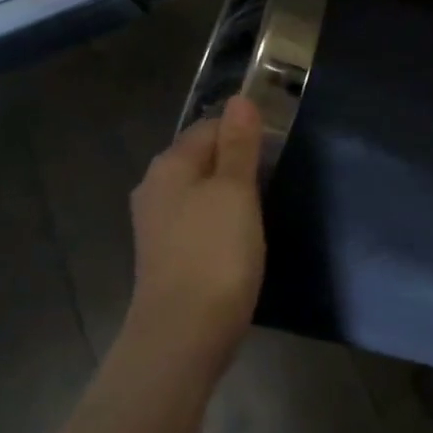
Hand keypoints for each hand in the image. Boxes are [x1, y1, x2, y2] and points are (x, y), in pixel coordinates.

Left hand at [124, 95, 265, 377]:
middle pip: (202, 158)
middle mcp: (155, 188)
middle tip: (274, 178)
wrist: (183, 334)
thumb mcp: (235, 191)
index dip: (244, 131)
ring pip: (200, 191)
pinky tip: (239, 238)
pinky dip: (219, 221)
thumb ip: (238, 145)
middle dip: (236, 161)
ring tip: (262, 208)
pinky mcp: (165, 254)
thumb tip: (240, 99)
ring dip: (229, 193)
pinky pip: (197, 220)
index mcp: (170, 165)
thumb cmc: (215, 254)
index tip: (277, 149)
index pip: (209, 126)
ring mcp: (156, 224)